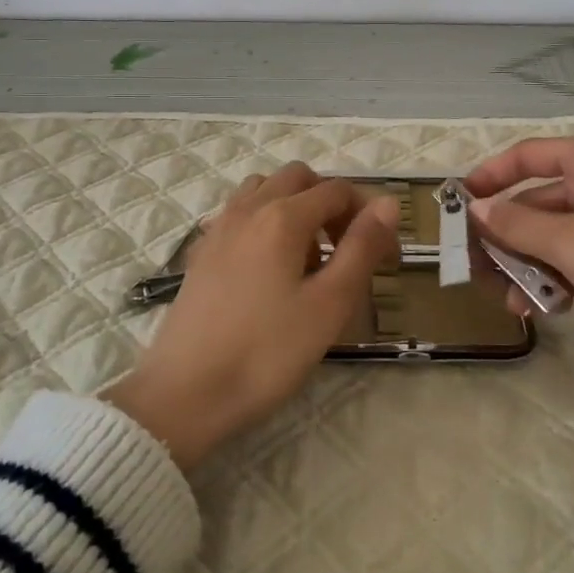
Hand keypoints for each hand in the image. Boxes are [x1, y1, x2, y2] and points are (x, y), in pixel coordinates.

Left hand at [105, 163, 399, 469]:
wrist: (186, 393)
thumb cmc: (267, 353)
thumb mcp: (329, 304)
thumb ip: (362, 248)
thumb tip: (387, 204)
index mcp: (283, 217)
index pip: (338, 190)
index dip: (368, 215)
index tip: (385, 256)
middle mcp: (248, 209)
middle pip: (299, 178)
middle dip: (331, 202)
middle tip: (346, 249)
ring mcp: (219, 228)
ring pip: (264, 190)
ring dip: (294, 207)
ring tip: (307, 257)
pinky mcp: (202, 252)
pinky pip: (239, 214)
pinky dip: (264, 221)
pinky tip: (269, 268)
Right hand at [465, 136, 573, 388]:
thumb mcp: (567, 241)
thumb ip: (514, 224)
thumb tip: (476, 209)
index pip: (526, 155)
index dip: (489, 176)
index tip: (459, 204)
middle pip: (537, 200)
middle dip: (507, 237)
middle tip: (476, 268)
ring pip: (556, 233)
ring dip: (530, 264)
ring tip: (512, 302)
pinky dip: (560, 276)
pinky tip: (547, 308)